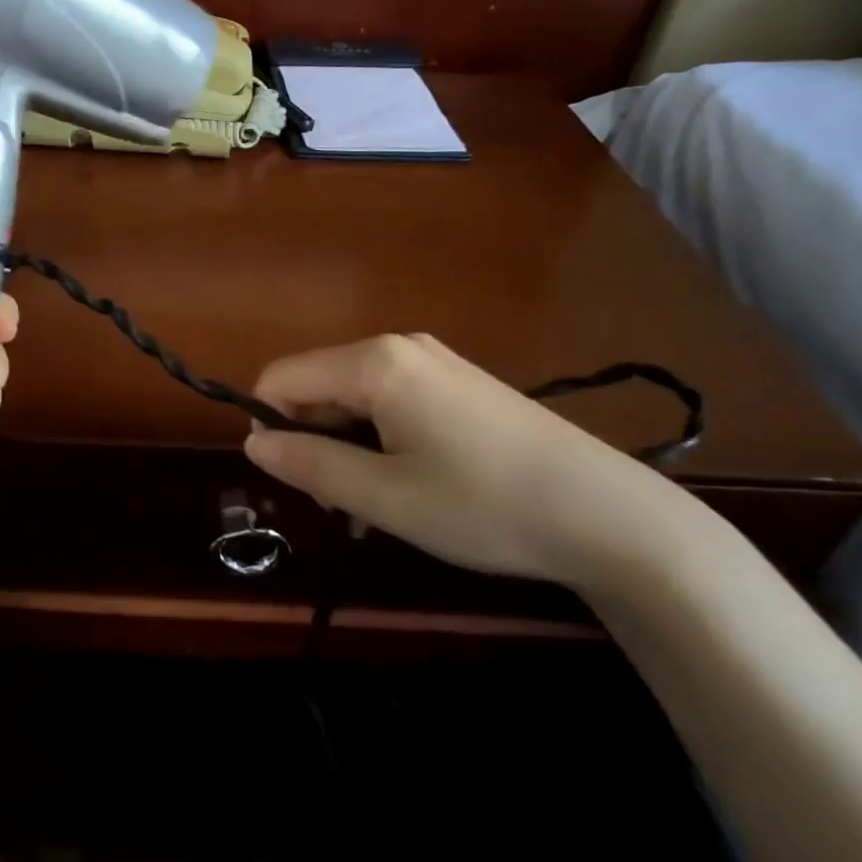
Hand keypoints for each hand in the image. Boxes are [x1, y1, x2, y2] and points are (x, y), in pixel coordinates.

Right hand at [243, 334, 671, 584]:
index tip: (292, 481)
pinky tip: (407, 485)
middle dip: (311, 440)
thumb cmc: (484, 505)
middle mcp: (398, 347)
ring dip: (346, 446)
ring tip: (373, 507)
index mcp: (373, 362)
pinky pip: (391, 400)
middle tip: (339, 505)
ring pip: (354, 396)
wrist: (609, 515)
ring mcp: (433, 361)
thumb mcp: (384, 497)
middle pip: (318, 384)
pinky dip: (380, 439)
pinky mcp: (458, 382)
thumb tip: (253, 444)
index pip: (281, 377)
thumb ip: (310, 466)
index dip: (269, 426)